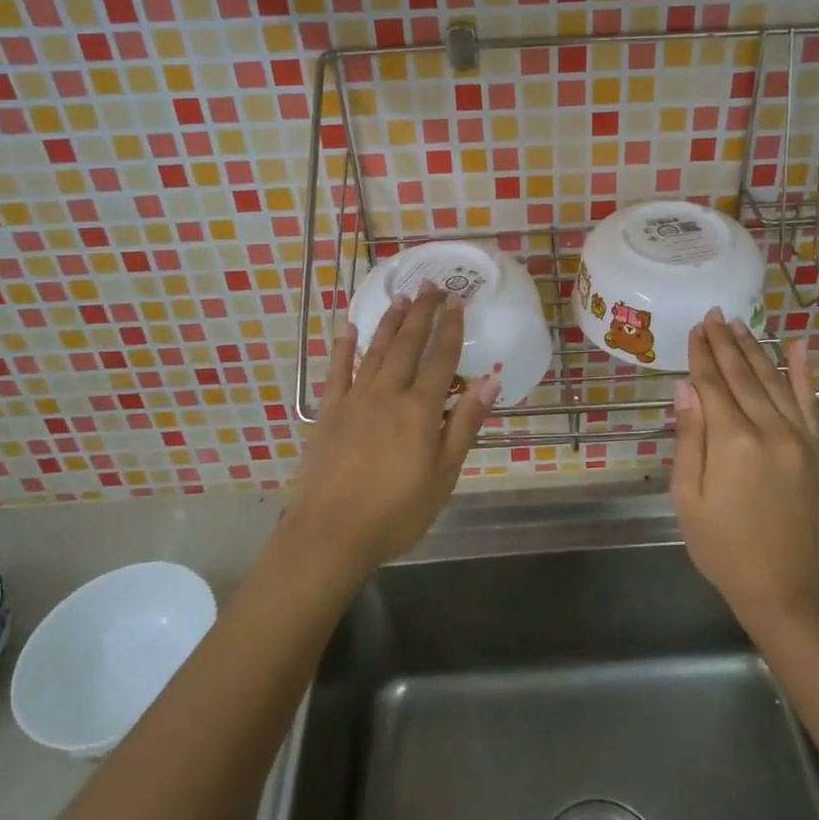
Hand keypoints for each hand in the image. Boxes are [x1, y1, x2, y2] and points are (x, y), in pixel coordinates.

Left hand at [287, 286, 498, 579]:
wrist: (331, 533)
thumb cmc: (397, 511)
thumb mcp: (443, 474)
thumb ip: (464, 424)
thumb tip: (490, 382)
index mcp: (420, 410)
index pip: (441, 359)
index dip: (451, 329)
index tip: (457, 302)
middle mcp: (388, 394)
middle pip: (408, 344)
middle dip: (422, 313)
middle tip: (431, 286)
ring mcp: (355, 400)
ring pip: (376, 350)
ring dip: (390, 322)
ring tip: (403, 298)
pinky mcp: (329, 411)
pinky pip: (337, 370)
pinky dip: (344, 347)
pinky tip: (349, 328)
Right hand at [670, 311, 818, 625]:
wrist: (787, 588)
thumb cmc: (724, 548)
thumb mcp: (690, 498)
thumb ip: (690, 439)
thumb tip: (687, 388)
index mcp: (734, 442)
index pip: (713, 385)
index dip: (702, 355)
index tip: (695, 328)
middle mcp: (770, 429)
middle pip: (744, 375)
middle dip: (726, 343)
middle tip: (714, 314)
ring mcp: (799, 437)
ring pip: (775, 380)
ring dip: (756, 349)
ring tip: (740, 324)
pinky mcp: (817, 449)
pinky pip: (811, 401)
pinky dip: (804, 371)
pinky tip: (799, 346)